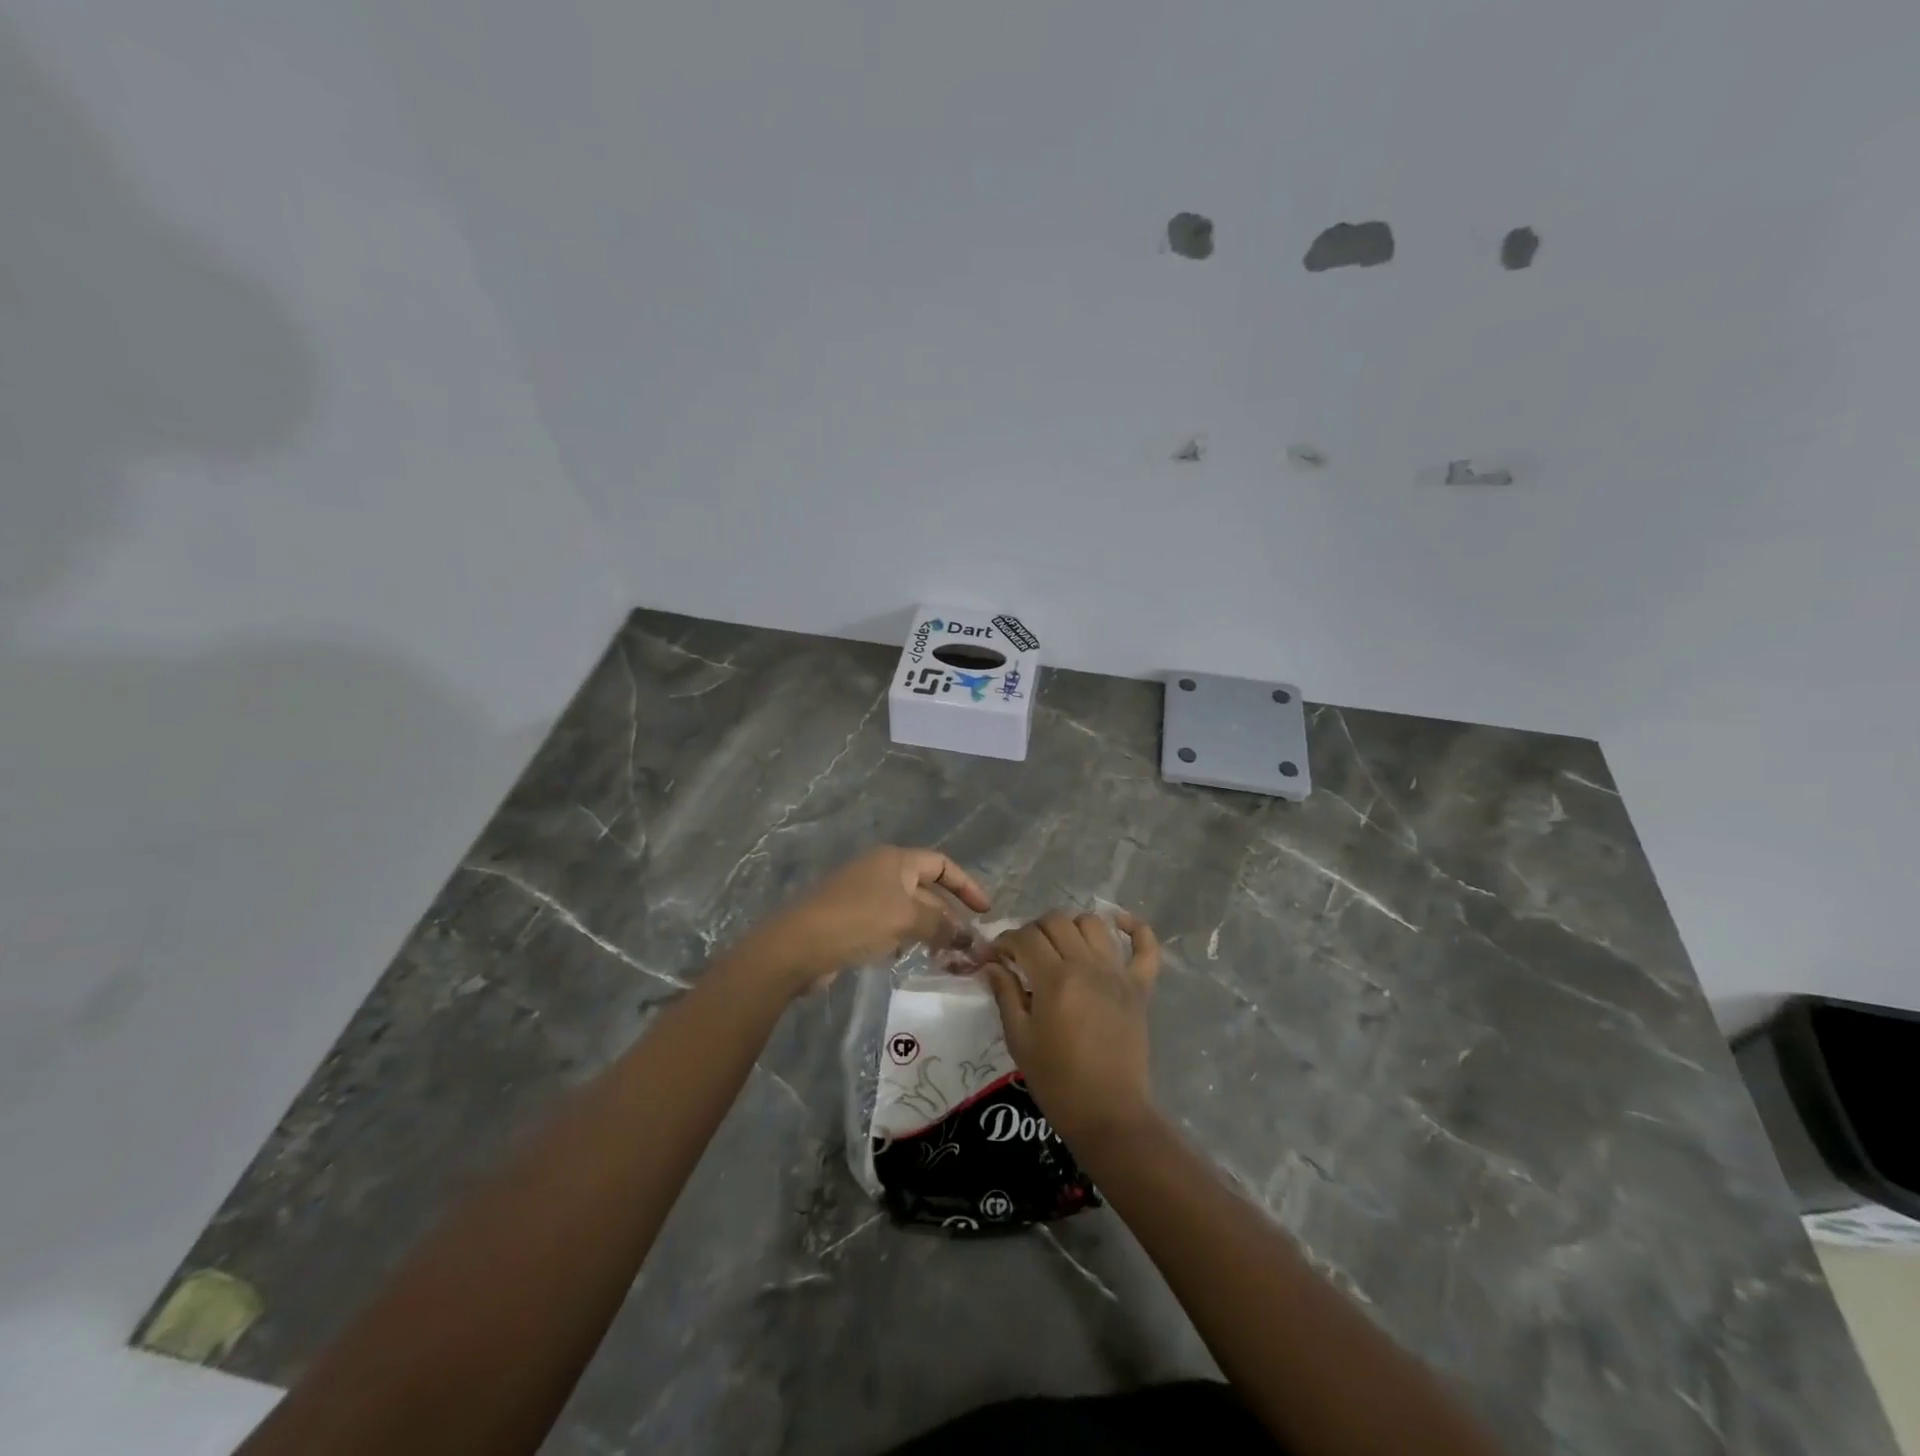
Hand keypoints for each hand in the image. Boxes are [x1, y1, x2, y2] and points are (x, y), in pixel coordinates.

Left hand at [752, 846, 990, 992]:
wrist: (798, 946)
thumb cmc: (858, 920)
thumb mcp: (908, 919)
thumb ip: (943, 925)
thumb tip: (968, 937)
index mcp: (895, 859)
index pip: (942, 864)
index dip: (967, 885)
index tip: (986, 911)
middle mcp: (880, 871)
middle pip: (926, 888)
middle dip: (949, 914)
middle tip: (969, 943)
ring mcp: (863, 895)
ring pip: (908, 909)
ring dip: (929, 929)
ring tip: (947, 955)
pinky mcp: (851, 919)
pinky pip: (889, 924)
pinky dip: (905, 938)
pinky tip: (909, 957)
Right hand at [984, 910, 1160, 1145]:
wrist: (1108, 1113)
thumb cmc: (1056, 1080)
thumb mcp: (1019, 1039)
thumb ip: (1005, 994)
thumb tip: (992, 964)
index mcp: (1054, 979)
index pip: (1024, 937)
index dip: (1003, 942)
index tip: (994, 956)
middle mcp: (1087, 965)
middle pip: (1056, 922)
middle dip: (1032, 931)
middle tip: (1024, 954)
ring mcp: (1117, 974)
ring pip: (1093, 924)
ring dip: (1071, 926)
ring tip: (1061, 946)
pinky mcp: (1140, 987)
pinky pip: (1146, 947)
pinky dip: (1136, 929)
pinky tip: (1120, 923)